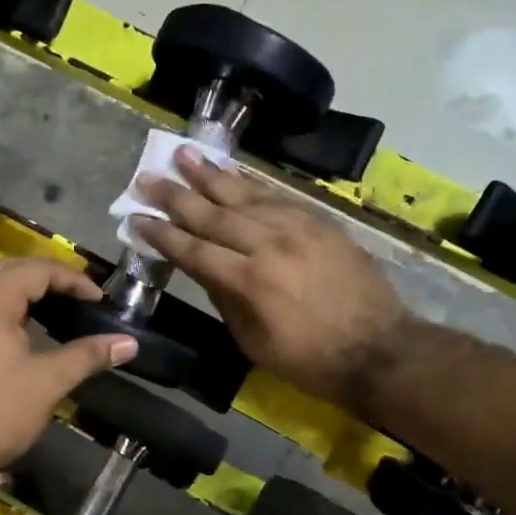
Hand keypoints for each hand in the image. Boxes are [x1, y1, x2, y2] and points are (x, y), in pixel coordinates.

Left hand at [0, 257, 138, 485]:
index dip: (72, 280)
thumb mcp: (48, 381)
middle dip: (46, 279)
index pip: (35, 270)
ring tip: (53, 312)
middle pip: (8, 271)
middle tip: (77, 298)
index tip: (98, 299)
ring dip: (21, 293)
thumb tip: (130, 343)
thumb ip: (88, 355)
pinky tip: (17, 333)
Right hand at [133, 149, 407, 410]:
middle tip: (147, 177)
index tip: (136, 217)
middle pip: (213, 214)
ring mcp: (299, 229)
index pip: (193, 250)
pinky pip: (278, 196)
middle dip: (176, 196)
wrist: (378, 350)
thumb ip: (225, 299)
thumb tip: (204, 268)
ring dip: (211, 175)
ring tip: (184, 154)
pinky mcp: (321, 223)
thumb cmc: (308, 360)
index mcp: (249, 282)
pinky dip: (251, 183)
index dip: (162, 234)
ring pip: (245, 195)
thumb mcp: (253, 341)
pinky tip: (232, 173)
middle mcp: (270, 245)